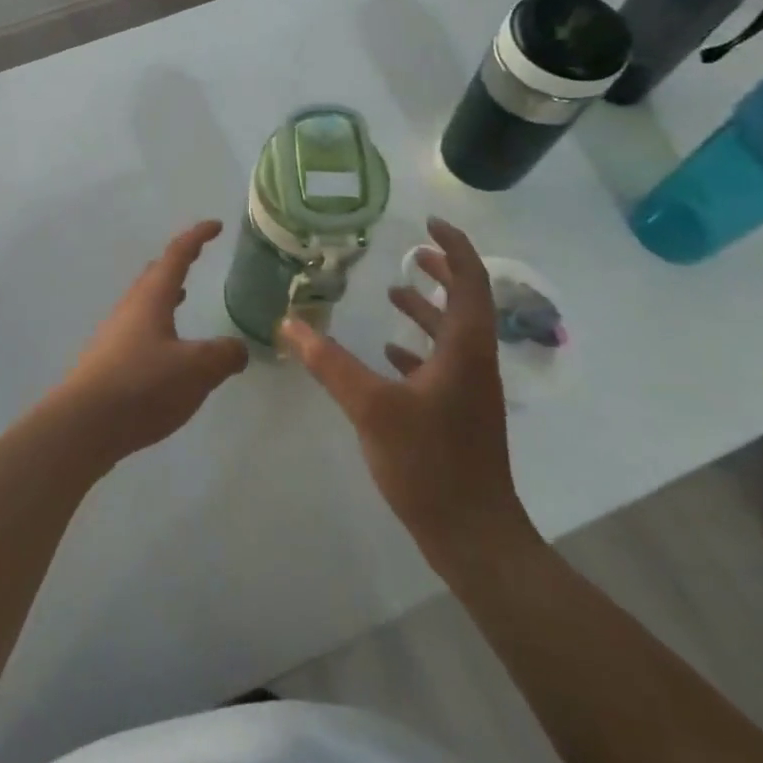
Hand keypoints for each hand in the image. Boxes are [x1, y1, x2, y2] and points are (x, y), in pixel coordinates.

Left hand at [48, 221, 249, 466]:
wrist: (85, 424)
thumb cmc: (143, 386)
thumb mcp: (197, 370)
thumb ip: (224, 355)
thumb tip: (238, 348)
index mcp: (151, 298)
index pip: (177, 255)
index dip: (197, 237)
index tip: (215, 225)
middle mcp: (130, 308)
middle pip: (154, 275)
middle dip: (176, 263)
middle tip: (195, 258)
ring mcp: (115, 334)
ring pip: (143, 302)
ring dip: (164, 295)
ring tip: (182, 297)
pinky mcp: (108, 361)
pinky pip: (138, 329)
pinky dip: (157, 324)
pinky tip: (165, 349)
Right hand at [280, 218, 536, 581]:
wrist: (474, 537)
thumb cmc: (430, 463)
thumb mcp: (371, 406)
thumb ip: (328, 361)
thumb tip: (288, 323)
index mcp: (465, 349)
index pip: (471, 281)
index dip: (455, 248)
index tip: (429, 225)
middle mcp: (474, 363)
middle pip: (467, 303)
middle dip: (443, 273)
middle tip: (413, 253)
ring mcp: (470, 392)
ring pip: (453, 335)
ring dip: (428, 310)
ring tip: (394, 293)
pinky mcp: (459, 416)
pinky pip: (442, 366)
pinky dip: (417, 348)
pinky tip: (388, 353)